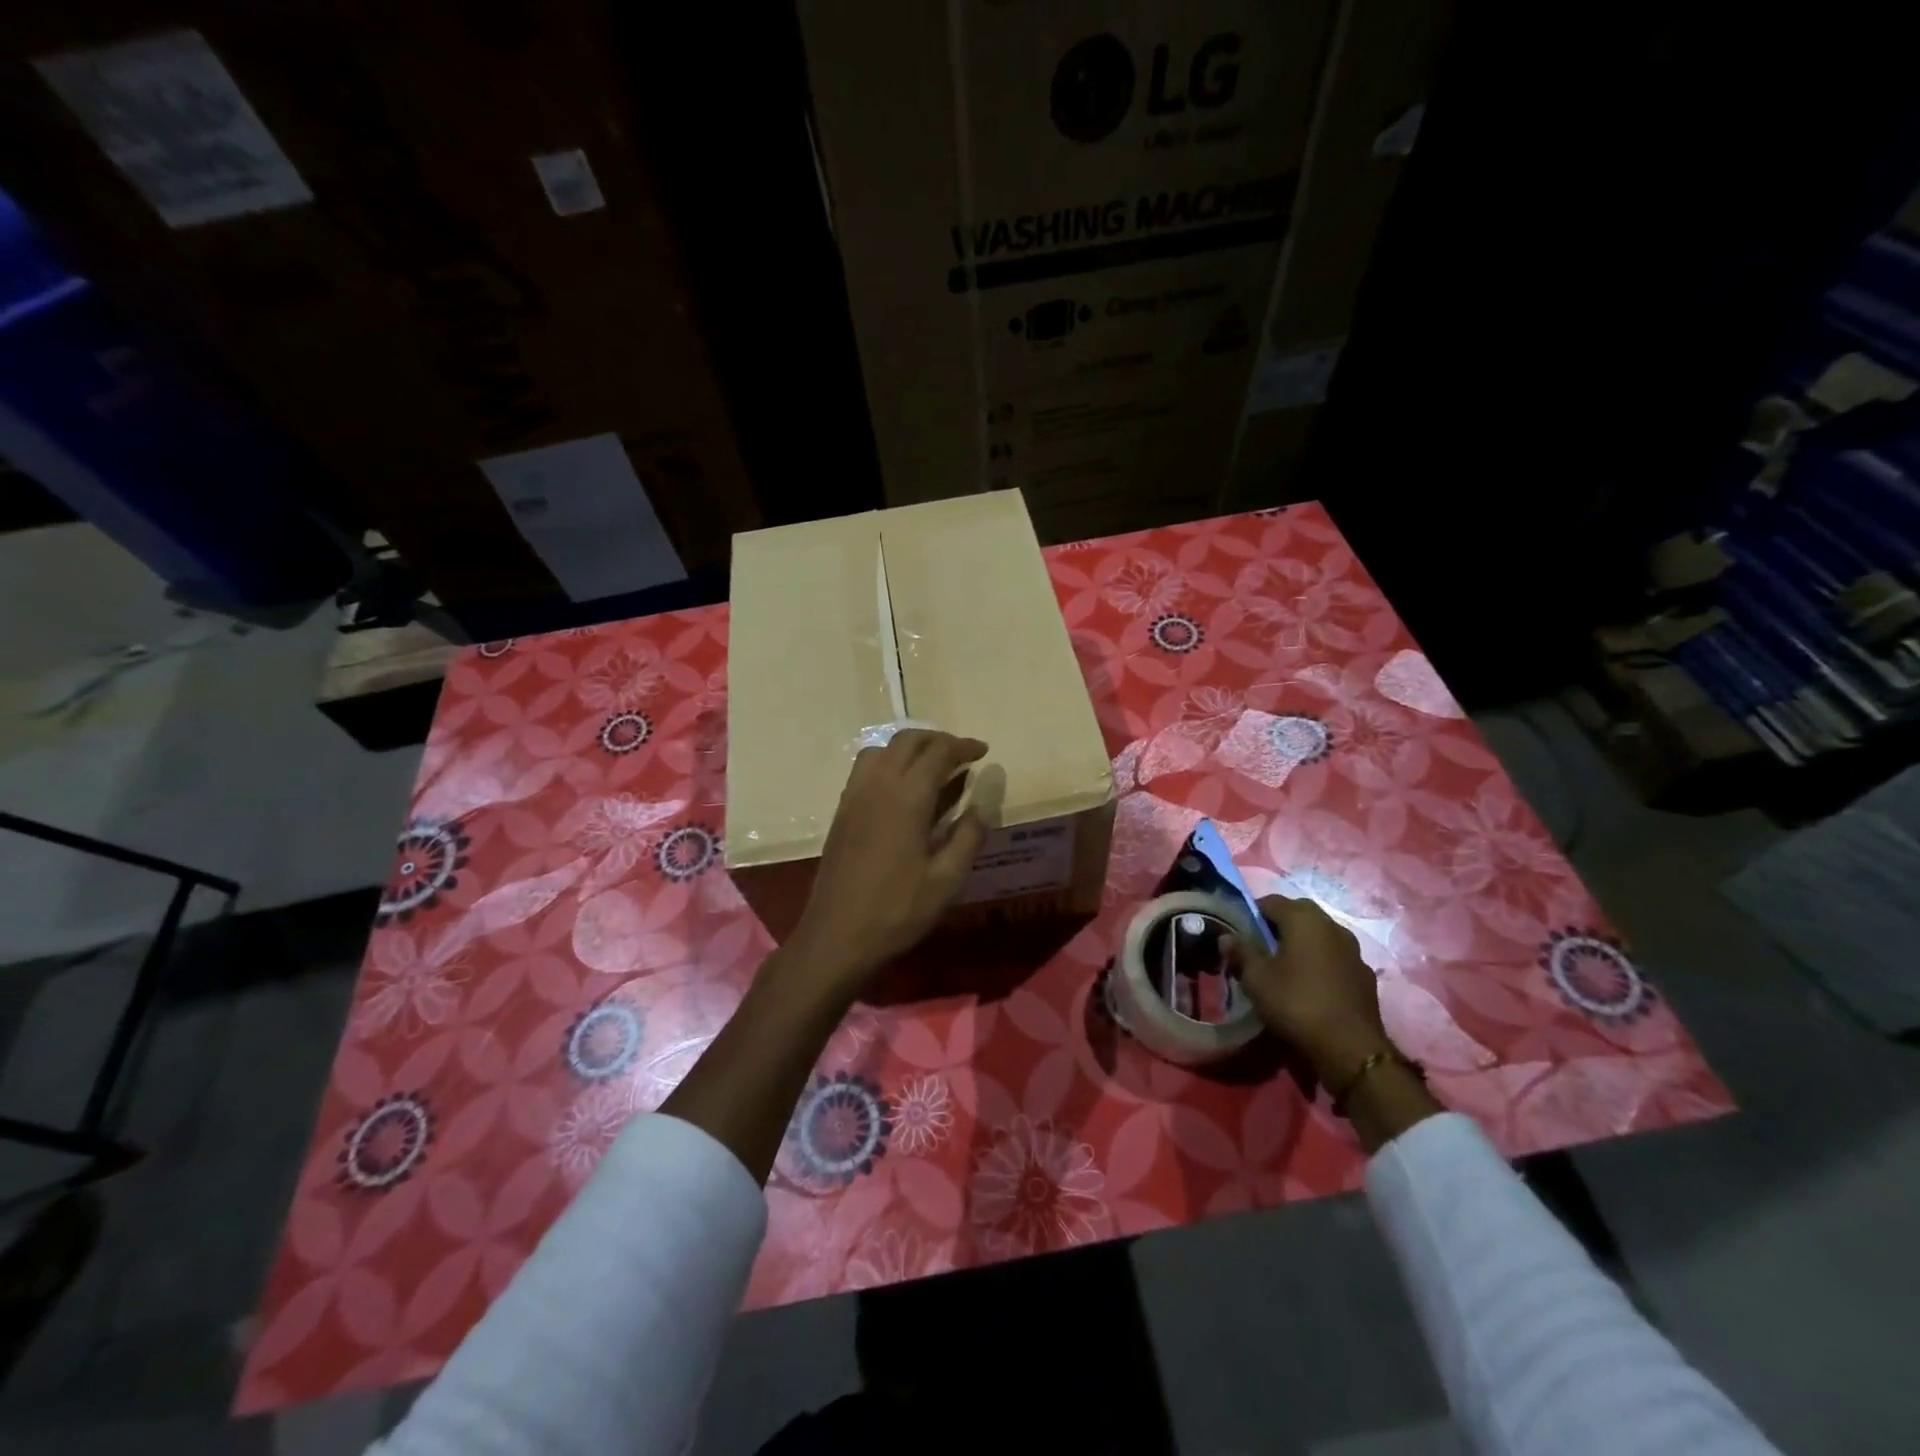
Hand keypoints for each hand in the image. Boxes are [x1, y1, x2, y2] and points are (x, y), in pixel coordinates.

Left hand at [790, 729, 989, 993]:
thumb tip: (980, 807)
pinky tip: (901, 789)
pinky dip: (888, 762)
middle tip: (960, 755)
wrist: (836, 935)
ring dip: (909, 748)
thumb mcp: (946, 880)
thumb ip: (968, 837)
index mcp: (907, 797)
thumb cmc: (897, 910)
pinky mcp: (841, 811)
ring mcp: (854, 796)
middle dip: (937, 740)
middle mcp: (877, 785)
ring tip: (931, 766)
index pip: (938, 752)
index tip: (982, 752)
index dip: (963, 746)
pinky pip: (865, 769)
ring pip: (881, 749)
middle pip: (907, 741)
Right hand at [1231, 893, 1392, 1086]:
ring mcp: (1353, 951)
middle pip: (1299, 914)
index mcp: (1304, 919)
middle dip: (1278, 925)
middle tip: (1259, 947)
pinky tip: (1310, 985)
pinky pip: (1335, 958)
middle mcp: (1332, 926)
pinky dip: (1320, 963)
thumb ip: (1240, 952)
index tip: (1239, 931)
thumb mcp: (1256, 978)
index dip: (1252, 913)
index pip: (1271, 901)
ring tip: (1284, 966)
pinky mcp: (1365, 976)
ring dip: (1302, 944)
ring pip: (1320, 936)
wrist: (1351, 1049)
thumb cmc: (1296, 1003)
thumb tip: (1226, 937)